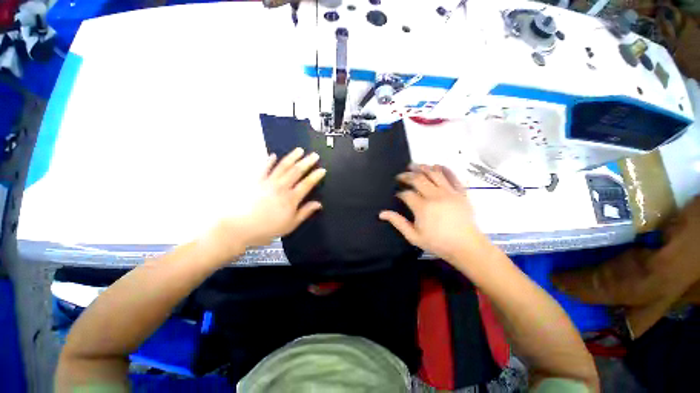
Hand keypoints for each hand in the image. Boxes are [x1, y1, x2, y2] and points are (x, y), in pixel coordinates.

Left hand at [205, 148, 325, 260]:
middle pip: (296, 172)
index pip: (307, 184)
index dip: (315, 176)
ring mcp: (268, 182)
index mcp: (291, 198)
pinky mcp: (255, 181)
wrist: (239, 227)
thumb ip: (305, 212)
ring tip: (300, 150)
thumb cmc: (267, 229)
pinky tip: (273, 155)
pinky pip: (264, 168)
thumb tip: (318, 204)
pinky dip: (269, 161)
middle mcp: (281, 187)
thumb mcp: (290, 225)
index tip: (322, 169)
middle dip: (307, 162)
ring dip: (292, 157)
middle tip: (314, 155)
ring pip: (283, 166)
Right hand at [379, 165, 486, 262]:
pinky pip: (452, 176)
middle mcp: (435, 196)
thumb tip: (382, 213)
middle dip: (407, 175)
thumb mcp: (414, 236)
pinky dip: (444, 169)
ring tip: (414, 165)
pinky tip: (436, 166)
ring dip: (422, 167)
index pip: (407, 193)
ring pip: (434, 173)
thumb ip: (398, 222)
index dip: (400, 192)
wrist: (466, 246)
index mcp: (423, 207)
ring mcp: (449, 192)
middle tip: (401, 176)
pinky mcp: (461, 192)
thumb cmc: (438, 243)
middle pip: (418, 179)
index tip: (398, 195)